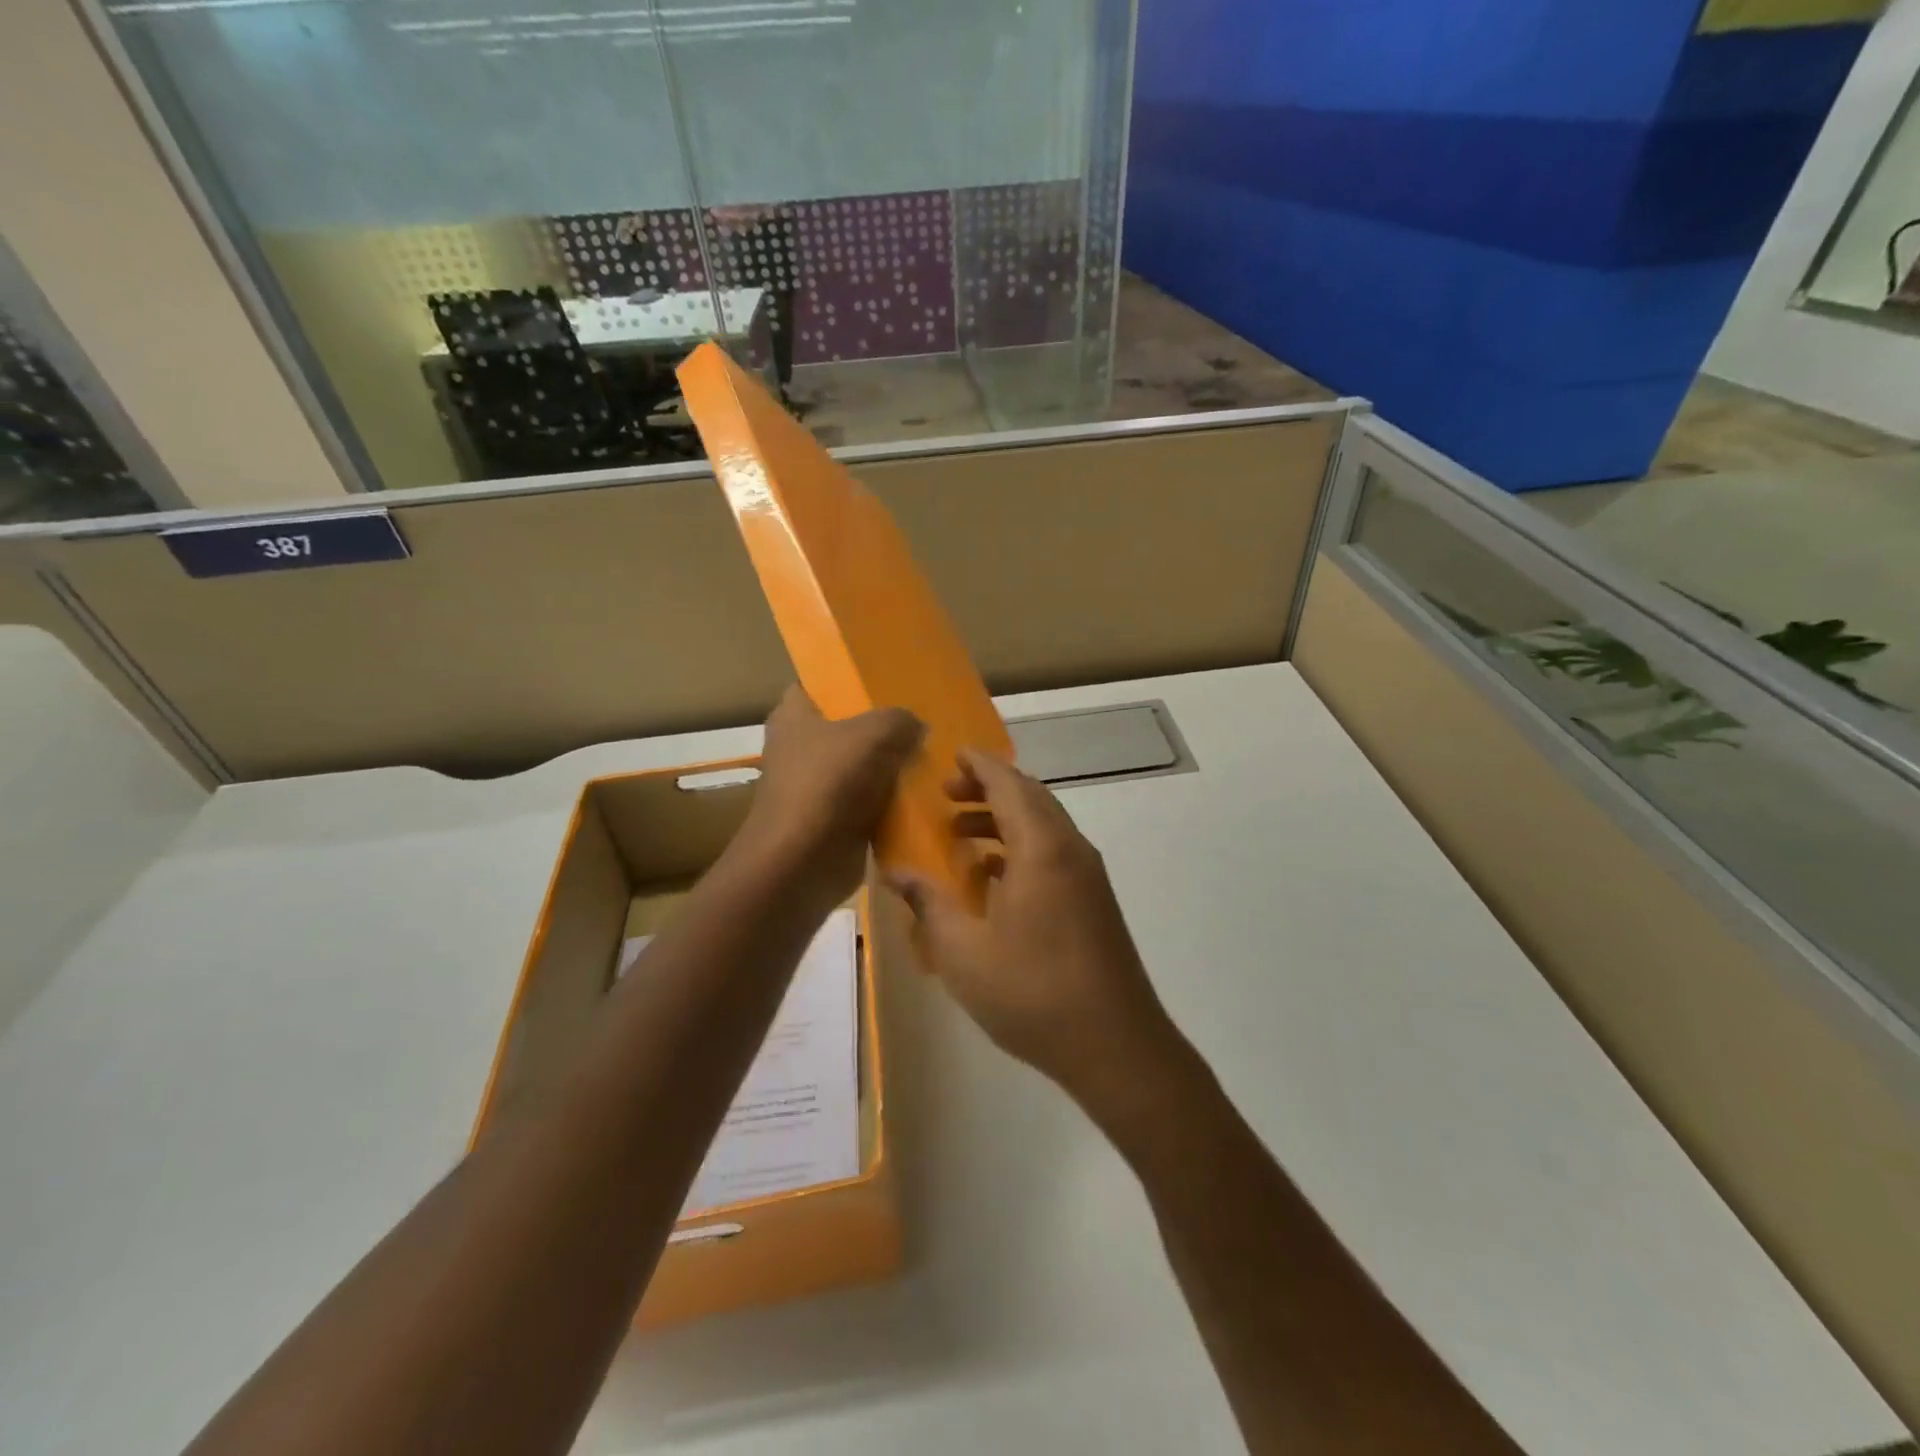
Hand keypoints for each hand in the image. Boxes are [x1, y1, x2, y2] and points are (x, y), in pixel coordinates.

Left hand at [733, 687, 922, 908]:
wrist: (802, 862)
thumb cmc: (827, 783)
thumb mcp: (872, 735)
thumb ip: (898, 720)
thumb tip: (916, 726)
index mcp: (793, 717)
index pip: (815, 685)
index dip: (845, 681)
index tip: (883, 682)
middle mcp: (800, 749)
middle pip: (846, 729)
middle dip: (880, 728)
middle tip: (922, 722)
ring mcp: (816, 788)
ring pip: (861, 768)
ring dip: (890, 769)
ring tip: (932, 757)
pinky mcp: (833, 822)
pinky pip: (869, 804)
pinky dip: (891, 804)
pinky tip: (924, 796)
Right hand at [888, 750, 1184, 1117]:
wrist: (1115, 1046)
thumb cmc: (1033, 993)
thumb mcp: (963, 951)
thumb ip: (928, 904)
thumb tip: (895, 872)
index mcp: (1042, 849)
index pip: (1008, 785)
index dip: (979, 765)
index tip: (952, 754)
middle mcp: (1071, 850)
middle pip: (1029, 799)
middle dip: (988, 789)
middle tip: (947, 796)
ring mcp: (1088, 877)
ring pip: (1043, 827)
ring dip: (1003, 821)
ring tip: (961, 836)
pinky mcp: (1094, 902)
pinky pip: (1053, 854)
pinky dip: (1021, 849)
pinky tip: (993, 880)